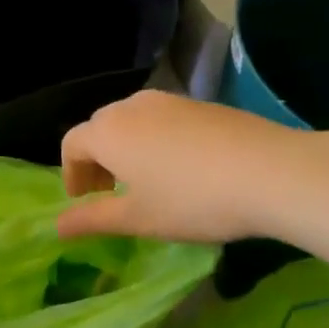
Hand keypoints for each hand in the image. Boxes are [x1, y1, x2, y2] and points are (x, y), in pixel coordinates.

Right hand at [57, 90, 313, 243]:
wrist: (270, 171)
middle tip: (110, 192)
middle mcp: (131, 107)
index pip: (72, 144)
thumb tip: (57, 227)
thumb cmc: (192, 200)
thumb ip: (93, 220)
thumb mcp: (139, 219)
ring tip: (146, 180)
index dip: (71, 173)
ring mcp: (168, 100)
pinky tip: (183, 168)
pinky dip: (155, 139)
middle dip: (97, 159)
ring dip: (126, 148)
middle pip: (100, 128)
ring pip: (132, 121)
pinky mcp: (199, 103)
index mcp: (108, 132)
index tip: (84, 200)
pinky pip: (161, 118)